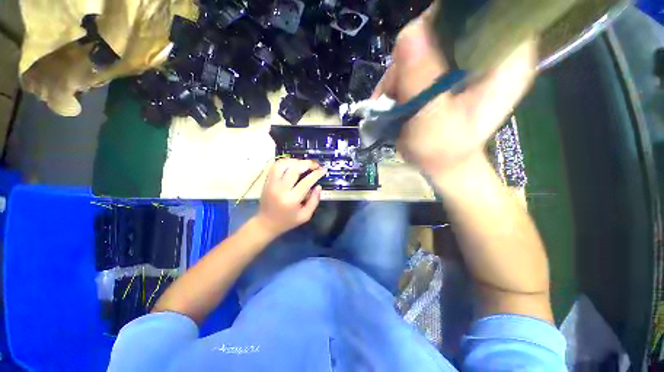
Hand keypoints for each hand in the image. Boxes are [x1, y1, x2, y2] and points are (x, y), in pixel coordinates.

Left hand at [254, 158, 326, 237]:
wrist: (266, 223)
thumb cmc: (288, 221)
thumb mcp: (305, 216)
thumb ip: (314, 201)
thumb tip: (318, 186)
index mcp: (291, 199)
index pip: (306, 182)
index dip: (316, 174)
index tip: (323, 170)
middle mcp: (280, 189)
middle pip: (294, 169)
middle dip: (307, 164)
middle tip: (315, 164)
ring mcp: (271, 183)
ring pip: (283, 164)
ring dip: (296, 161)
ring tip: (304, 164)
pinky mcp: (267, 181)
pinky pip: (275, 166)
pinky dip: (285, 161)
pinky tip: (293, 164)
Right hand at [372, 9, 536, 177]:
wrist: (441, 164)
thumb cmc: (442, 151)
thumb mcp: (431, 119)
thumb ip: (422, 79)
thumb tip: (409, 32)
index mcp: (505, 61)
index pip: (483, 13)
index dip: (445, 20)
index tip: (416, 48)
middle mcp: (490, 53)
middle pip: (448, 26)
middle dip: (414, 53)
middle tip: (397, 86)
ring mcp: (467, 61)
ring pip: (428, 42)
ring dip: (403, 70)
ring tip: (391, 99)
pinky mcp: (449, 71)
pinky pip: (420, 59)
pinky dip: (402, 76)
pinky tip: (394, 97)